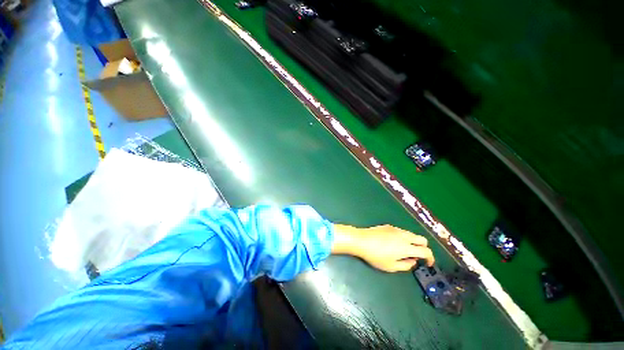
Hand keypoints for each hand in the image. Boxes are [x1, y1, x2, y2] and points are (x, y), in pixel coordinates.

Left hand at [332, 224, 433, 271]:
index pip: (426, 251)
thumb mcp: (391, 266)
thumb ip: (405, 265)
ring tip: (403, 251)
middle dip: (424, 248)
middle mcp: (404, 236)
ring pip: (411, 234)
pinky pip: (401, 231)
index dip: (430, 258)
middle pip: (422, 239)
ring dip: (413, 242)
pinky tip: (394, 243)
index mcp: (406, 247)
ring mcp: (396, 229)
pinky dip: (404, 238)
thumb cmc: (375, 255)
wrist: (361, 240)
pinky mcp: (388, 226)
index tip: (428, 264)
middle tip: (417, 256)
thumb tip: (413, 261)